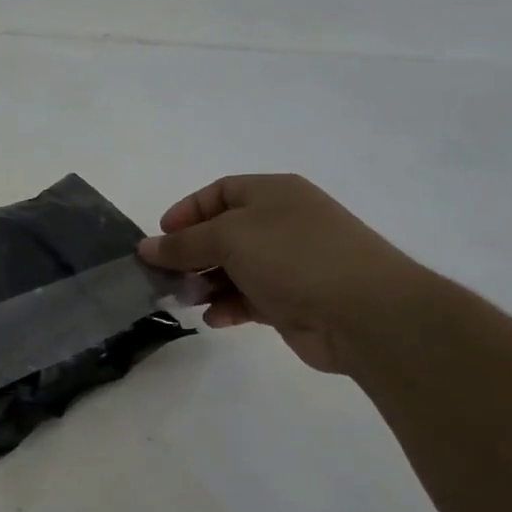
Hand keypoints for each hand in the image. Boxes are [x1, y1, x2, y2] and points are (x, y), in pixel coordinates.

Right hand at [137, 174, 429, 374]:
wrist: (365, 311)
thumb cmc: (293, 257)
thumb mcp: (228, 238)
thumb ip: (183, 243)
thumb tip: (147, 248)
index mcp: (273, 193)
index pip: (219, 192)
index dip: (186, 212)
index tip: (159, 238)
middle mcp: (282, 223)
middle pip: (224, 233)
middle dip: (192, 254)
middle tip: (165, 275)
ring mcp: (291, 263)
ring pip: (235, 268)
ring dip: (207, 283)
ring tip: (187, 299)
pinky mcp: (294, 300)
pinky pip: (251, 298)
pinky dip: (229, 307)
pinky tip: (215, 319)